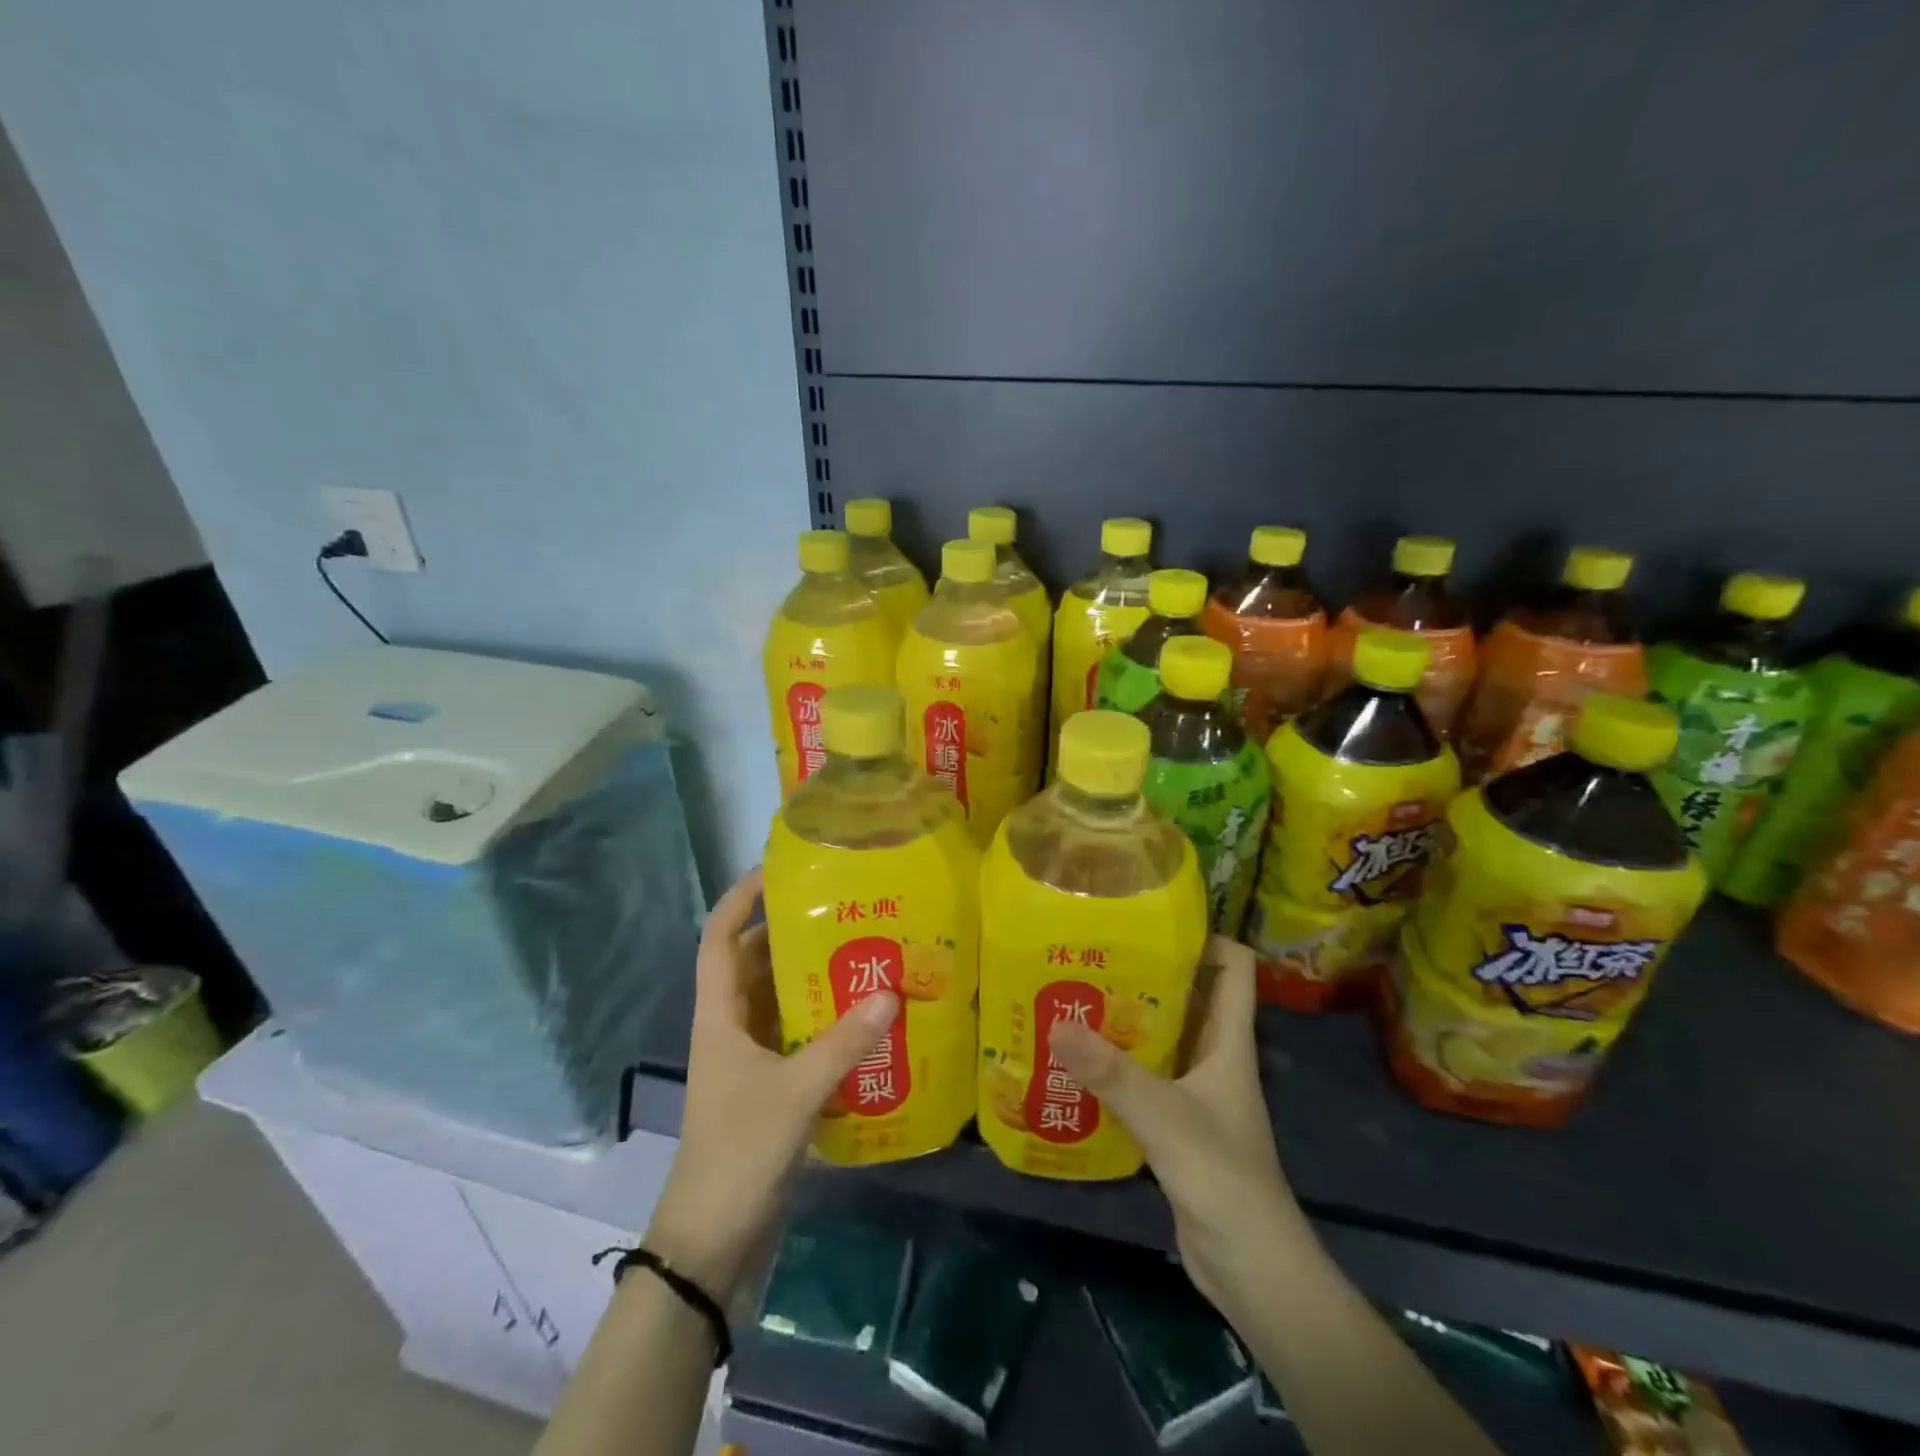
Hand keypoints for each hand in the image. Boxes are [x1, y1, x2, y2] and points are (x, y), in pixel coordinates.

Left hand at [645, 867, 895, 1301]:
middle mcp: (730, 1029)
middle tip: (842, 913)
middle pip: (755, 965)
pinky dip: (823, 1024)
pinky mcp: (769, 1089)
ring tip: (862, 956)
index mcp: (719, 1017)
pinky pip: (796, 1038)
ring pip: (778, 1002)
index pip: (718, 939)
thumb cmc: (739, 1153)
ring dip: (812, 982)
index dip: (739, 900)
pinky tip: (864, 1021)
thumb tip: (891, 992)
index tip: (777, 871)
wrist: (711, 1244)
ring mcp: (748, 1061)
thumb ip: (844, 1042)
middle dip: (791, 936)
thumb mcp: (795, 1092)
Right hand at [1050, 936, 1301, 1318]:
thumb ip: (1113, 1073)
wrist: (1253, 1271)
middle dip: (1145, 972)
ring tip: (1073, 995)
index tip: (1152, 919)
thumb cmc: (1224, 1179)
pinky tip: (1076, 1061)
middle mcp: (1214, 1058)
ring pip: (1161, 1038)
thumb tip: (1057, 1023)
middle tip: (1092, 952)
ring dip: (1124, 1019)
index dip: (1205, 937)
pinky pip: (1144, 1078)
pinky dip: (1116, 1065)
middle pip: (1187, 996)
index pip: (1233, 968)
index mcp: (1228, 1042)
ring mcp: (1195, 1092)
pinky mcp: (1175, 1125)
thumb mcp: (1166, 1118)